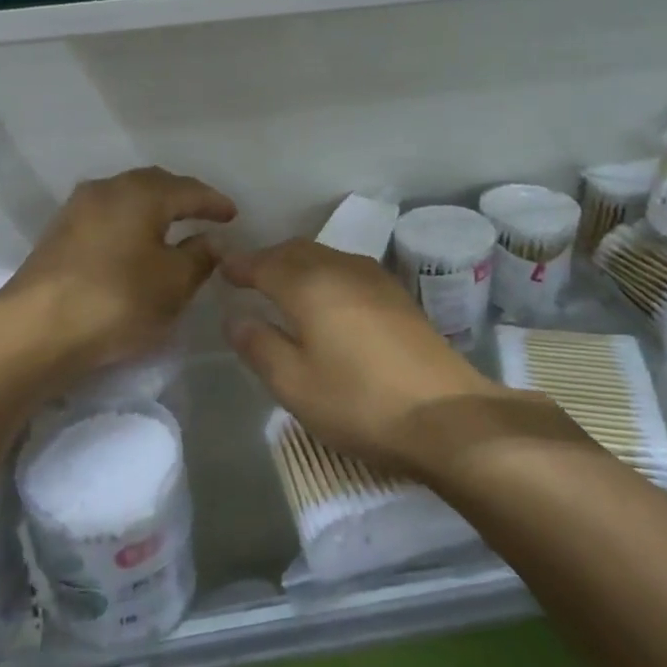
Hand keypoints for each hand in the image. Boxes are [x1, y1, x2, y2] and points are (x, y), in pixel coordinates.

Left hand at [0, 167, 235, 405]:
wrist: (35, 330)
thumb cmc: (117, 300)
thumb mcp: (174, 284)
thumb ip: (199, 258)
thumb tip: (210, 241)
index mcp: (141, 193)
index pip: (188, 190)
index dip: (214, 202)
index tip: (232, 215)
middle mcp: (107, 190)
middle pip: (153, 185)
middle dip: (181, 197)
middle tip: (203, 214)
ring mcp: (76, 210)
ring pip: (125, 200)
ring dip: (151, 210)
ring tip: (170, 228)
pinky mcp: (57, 235)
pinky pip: (106, 218)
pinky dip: (128, 225)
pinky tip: (133, 245)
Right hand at [222, 239, 516, 476]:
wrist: (445, 415)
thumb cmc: (359, 402)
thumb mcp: (294, 384)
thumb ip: (258, 346)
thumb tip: (235, 317)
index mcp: (309, 285)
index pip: (264, 263)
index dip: (240, 265)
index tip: (221, 268)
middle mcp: (342, 268)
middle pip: (296, 251)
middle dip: (268, 258)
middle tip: (247, 276)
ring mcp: (375, 279)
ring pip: (325, 256)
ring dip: (298, 263)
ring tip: (282, 285)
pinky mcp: (398, 296)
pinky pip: (347, 269)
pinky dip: (325, 274)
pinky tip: (327, 298)